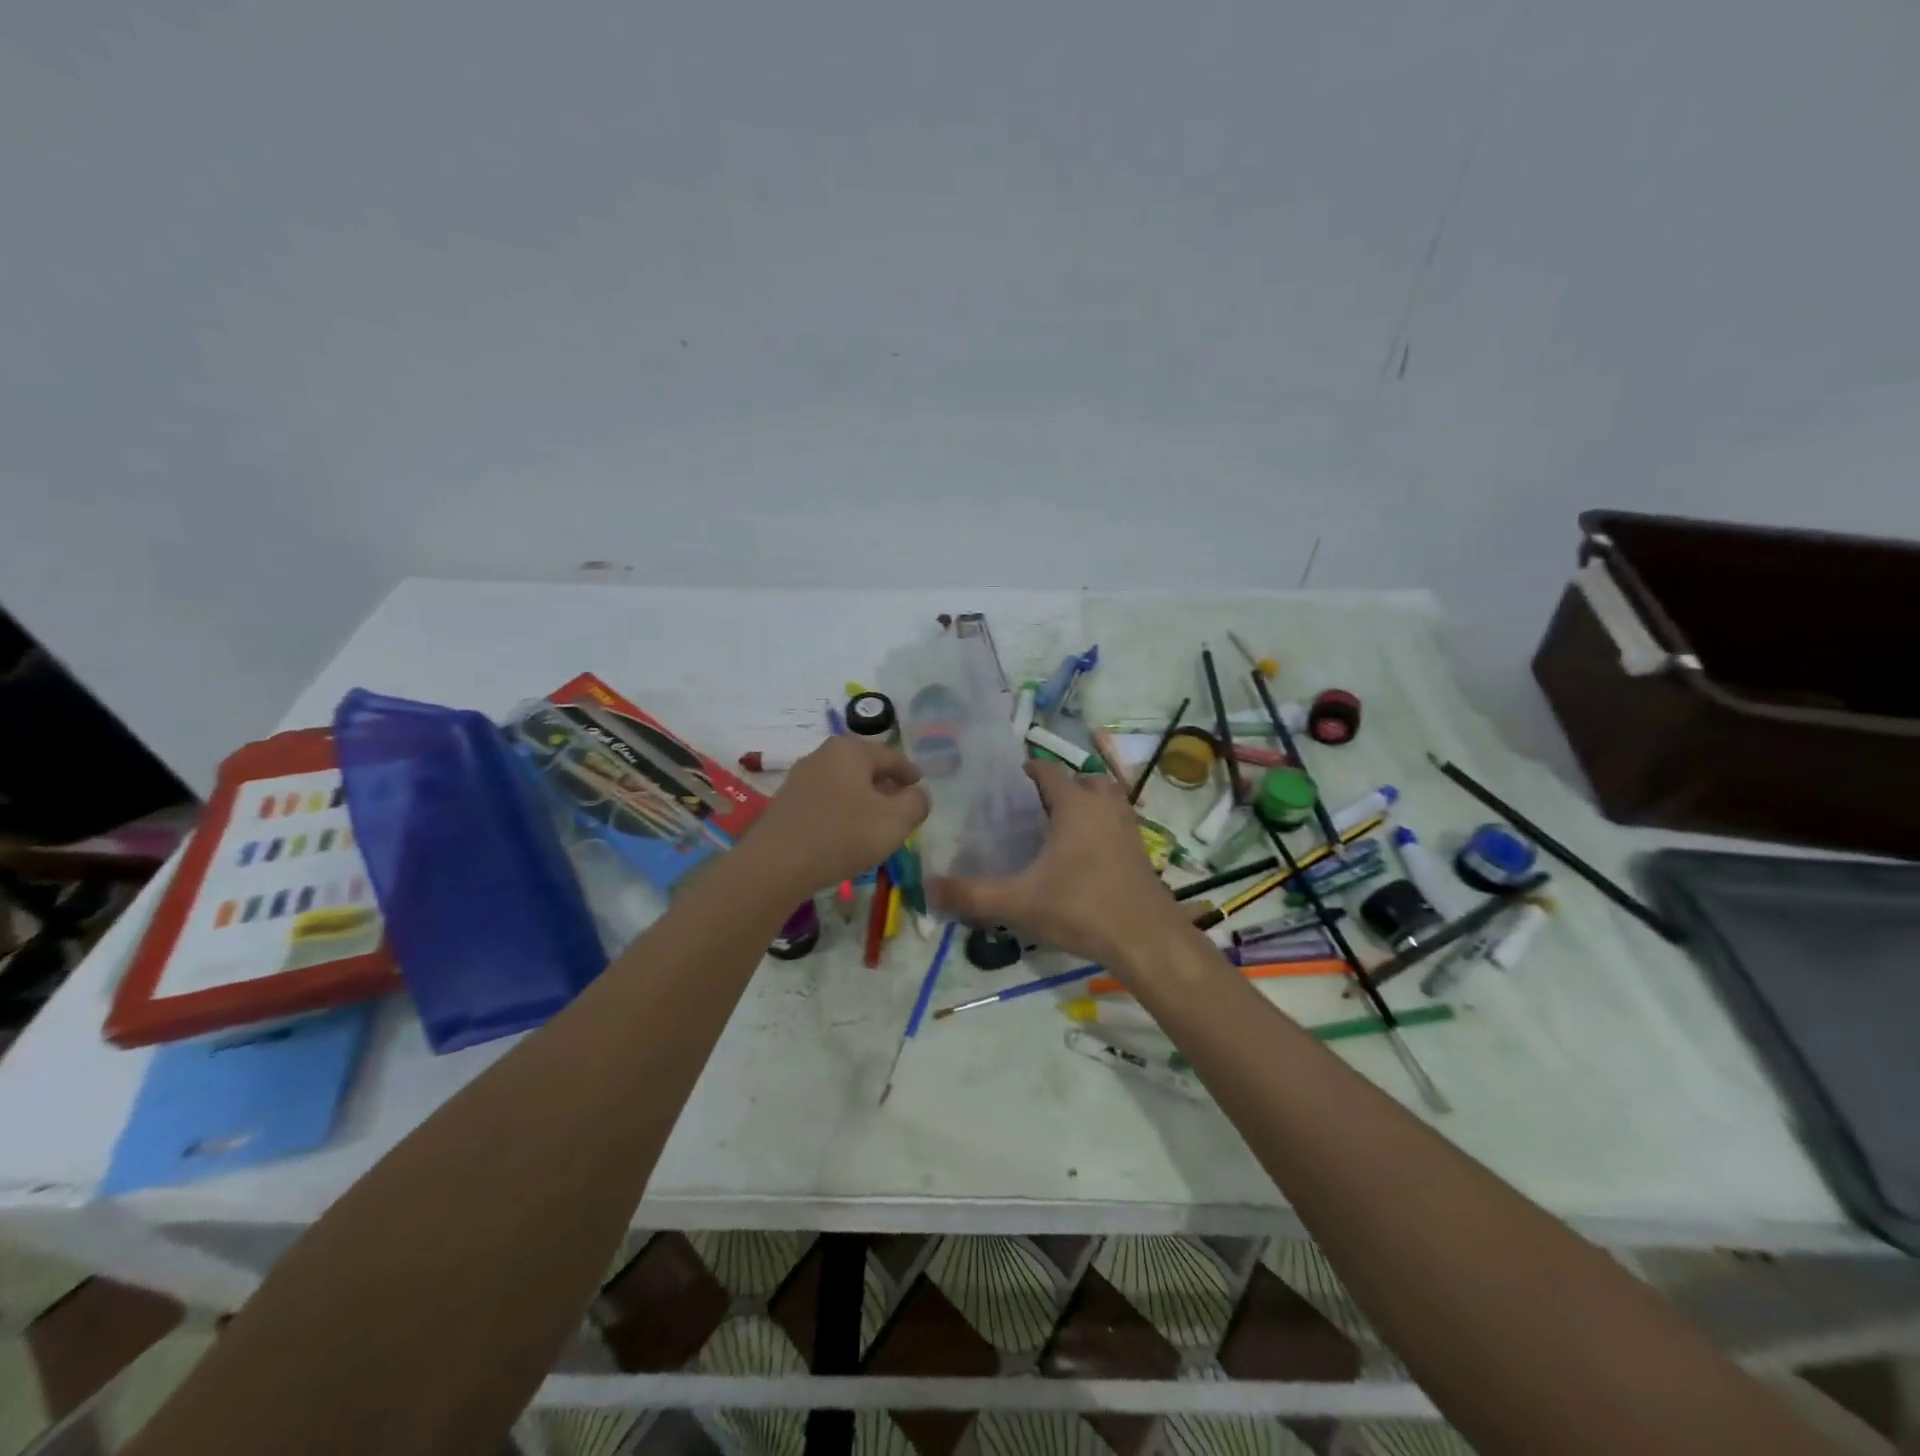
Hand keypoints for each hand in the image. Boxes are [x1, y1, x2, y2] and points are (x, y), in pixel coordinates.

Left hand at [743, 736, 928, 895]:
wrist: (776, 865)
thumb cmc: (843, 835)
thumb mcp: (896, 820)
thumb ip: (917, 802)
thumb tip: (917, 794)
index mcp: (851, 749)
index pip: (893, 757)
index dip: (911, 775)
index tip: (921, 790)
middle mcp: (823, 754)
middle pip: (866, 768)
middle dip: (886, 786)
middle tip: (901, 808)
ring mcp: (801, 777)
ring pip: (845, 784)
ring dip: (863, 800)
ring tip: (876, 824)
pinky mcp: (787, 802)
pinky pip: (826, 800)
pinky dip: (842, 812)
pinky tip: (846, 834)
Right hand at [929, 760, 1184, 965]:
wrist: (1146, 939)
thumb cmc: (1080, 909)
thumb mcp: (1019, 903)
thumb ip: (972, 895)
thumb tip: (928, 888)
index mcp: (1075, 805)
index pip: (1048, 771)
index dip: (1028, 770)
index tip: (1008, 783)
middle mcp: (1104, 806)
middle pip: (1082, 779)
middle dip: (1059, 786)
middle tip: (1032, 807)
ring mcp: (1127, 827)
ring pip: (1105, 798)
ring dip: (1085, 802)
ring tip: (1059, 826)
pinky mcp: (1141, 850)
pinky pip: (1117, 822)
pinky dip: (1100, 825)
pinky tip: (1082, 855)